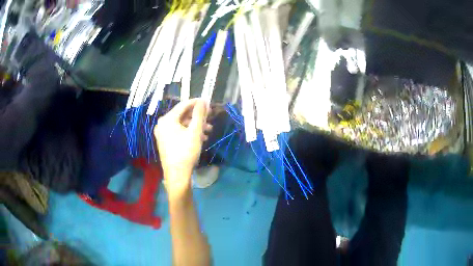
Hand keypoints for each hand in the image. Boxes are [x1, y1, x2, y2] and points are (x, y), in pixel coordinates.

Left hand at [154, 99, 211, 197]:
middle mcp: (162, 124)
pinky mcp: (165, 141)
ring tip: (209, 130)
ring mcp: (162, 133)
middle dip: (197, 117)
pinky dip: (189, 133)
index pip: (183, 105)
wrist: (177, 175)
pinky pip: (178, 132)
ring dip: (195, 126)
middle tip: (210, 118)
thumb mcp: (195, 132)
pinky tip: (201, 138)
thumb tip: (203, 100)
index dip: (196, 103)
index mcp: (167, 119)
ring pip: (181, 124)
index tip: (208, 103)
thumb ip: (199, 114)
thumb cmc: (186, 152)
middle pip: (182, 115)